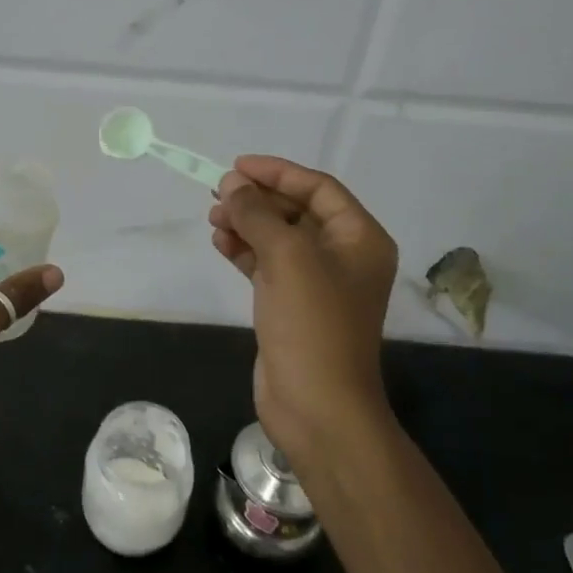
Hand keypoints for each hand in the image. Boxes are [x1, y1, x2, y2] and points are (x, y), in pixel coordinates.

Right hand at [208, 156, 397, 468]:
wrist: (317, 406)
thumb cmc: (313, 324)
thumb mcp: (287, 258)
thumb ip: (258, 214)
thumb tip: (231, 185)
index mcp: (360, 238)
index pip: (318, 188)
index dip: (278, 172)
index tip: (237, 166)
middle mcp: (343, 255)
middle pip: (297, 211)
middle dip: (258, 199)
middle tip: (217, 194)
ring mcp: (317, 283)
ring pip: (278, 238)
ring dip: (247, 224)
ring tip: (213, 218)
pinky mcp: (292, 305)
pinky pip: (267, 265)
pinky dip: (244, 251)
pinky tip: (220, 243)